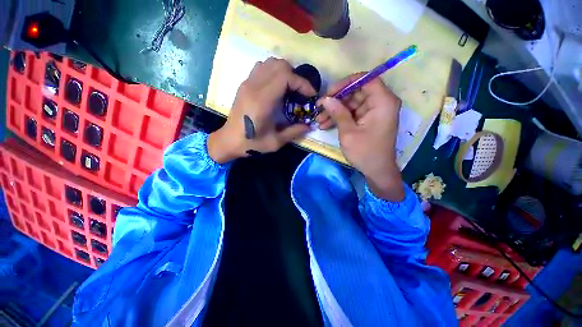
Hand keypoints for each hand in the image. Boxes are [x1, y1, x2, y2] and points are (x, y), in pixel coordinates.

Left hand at [207, 58, 315, 162]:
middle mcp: (253, 87)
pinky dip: (274, 72)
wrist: (229, 141)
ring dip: (285, 72)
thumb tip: (310, 125)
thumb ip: (294, 132)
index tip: (310, 94)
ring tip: (291, 88)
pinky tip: (277, 87)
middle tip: (301, 92)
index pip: (285, 77)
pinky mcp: (244, 84)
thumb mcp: (275, 142)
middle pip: (279, 65)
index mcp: (261, 101)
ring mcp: (247, 83)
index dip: (302, 83)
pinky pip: (262, 67)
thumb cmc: (251, 143)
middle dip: (295, 76)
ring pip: (270, 63)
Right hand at [317, 73, 404, 200]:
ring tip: (319, 120)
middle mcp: (381, 103)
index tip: (329, 93)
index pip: (366, 79)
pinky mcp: (368, 119)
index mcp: (383, 102)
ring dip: (335, 111)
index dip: (346, 83)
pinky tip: (326, 125)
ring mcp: (374, 111)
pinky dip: (340, 118)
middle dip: (336, 101)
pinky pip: (353, 113)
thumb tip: (326, 99)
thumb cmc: (365, 152)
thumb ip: (338, 113)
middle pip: (356, 92)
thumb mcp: (348, 132)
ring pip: (352, 103)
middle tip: (319, 109)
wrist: (376, 171)